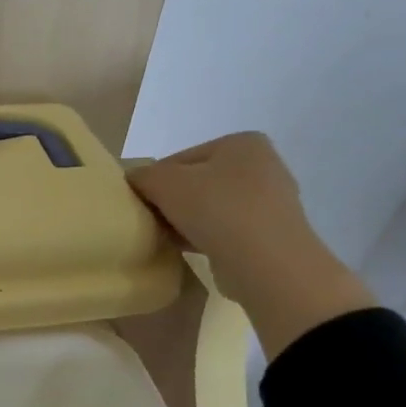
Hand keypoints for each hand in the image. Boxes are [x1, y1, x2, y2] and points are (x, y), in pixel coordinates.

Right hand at [129, 133, 375, 357]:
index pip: (181, 158)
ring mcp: (271, 203)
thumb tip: (134, 181)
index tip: (141, 203)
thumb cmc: (215, 209)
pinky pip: (226, 232)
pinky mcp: (271, 236)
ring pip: (211, 209)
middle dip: (172, 202)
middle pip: (197, 183)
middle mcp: (263, 167)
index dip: (155, 180)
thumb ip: (142, 176)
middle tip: (151, 222)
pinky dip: (206, 238)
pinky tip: (187, 250)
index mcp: (242, 143)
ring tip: (166, 238)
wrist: (265, 263)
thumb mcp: (164, 182)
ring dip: (186, 222)